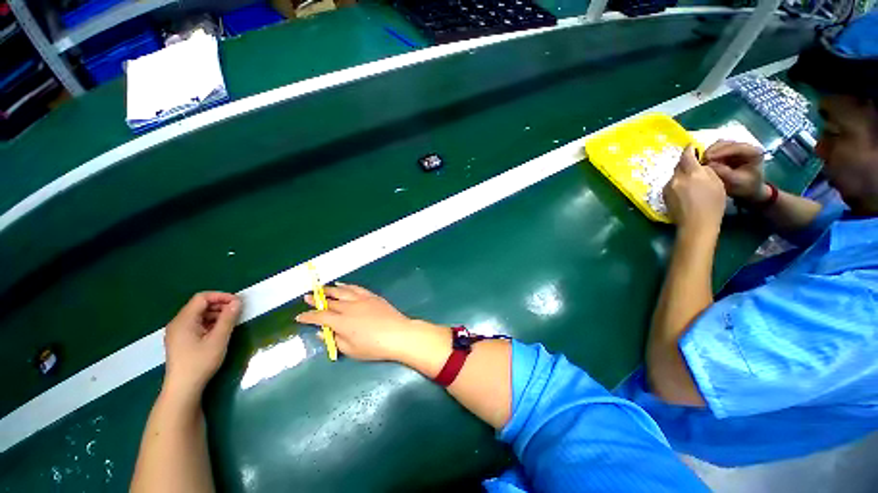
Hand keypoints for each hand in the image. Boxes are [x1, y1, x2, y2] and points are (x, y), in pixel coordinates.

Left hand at [163, 292, 241, 398]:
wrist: (183, 388)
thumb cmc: (200, 362)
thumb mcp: (218, 339)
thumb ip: (228, 318)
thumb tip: (237, 302)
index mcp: (183, 320)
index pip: (202, 298)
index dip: (221, 297)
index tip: (238, 303)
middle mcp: (177, 323)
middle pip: (199, 305)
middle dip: (220, 305)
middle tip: (237, 312)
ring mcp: (177, 332)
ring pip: (198, 315)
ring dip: (216, 314)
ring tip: (231, 322)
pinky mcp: (180, 340)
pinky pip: (196, 324)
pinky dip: (209, 323)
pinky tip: (219, 331)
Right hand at [296, 283, 437, 362]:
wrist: (398, 334)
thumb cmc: (374, 346)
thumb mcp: (351, 350)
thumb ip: (335, 340)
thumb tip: (322, 332)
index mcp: (341, 322)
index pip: (320, 317)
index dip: (308, 317)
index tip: (299, 317)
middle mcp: (349, 307)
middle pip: (329, 302)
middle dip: (316, 300)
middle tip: (306, 297)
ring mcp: (361, 300)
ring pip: (342, 292)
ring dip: (329, 290)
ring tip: (321, 288)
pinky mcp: (372, 296)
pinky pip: (356, 288)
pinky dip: (347, 286)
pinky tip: (342, 285)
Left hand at [664, 146, 726, 230]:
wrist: (696, 224)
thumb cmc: (713, 204)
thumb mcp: (717, 183)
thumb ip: (705, 171)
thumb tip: (698, 166)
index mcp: (692, 173)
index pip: (687, 156)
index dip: (689, 150)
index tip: (692, 146)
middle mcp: (676, 178)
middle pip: (679, 166)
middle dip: (685, 163)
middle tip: (693, 164)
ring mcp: (667, 188)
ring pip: (674, 176)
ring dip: (681, 175)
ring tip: (691, 180)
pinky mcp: (663, 196)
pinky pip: (671, 185)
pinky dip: (677, 184)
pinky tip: (684, 190)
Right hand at [704, 141, 768, 201]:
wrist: (748, 189)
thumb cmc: (746, 186)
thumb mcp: (736, 181)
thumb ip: (724, 172)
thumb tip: (709, 164)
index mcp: (754, 152)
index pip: (736, 147)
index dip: (721, 151)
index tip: (707, 158)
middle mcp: (745, 146)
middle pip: (726, 143)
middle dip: (713, 151)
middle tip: (702, 160)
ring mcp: (736, 148)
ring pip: (719, 144)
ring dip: (709, 152)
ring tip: (702, 162)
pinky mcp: (728, 152)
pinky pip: (716, 149)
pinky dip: (709, 154)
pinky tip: (705, 161)